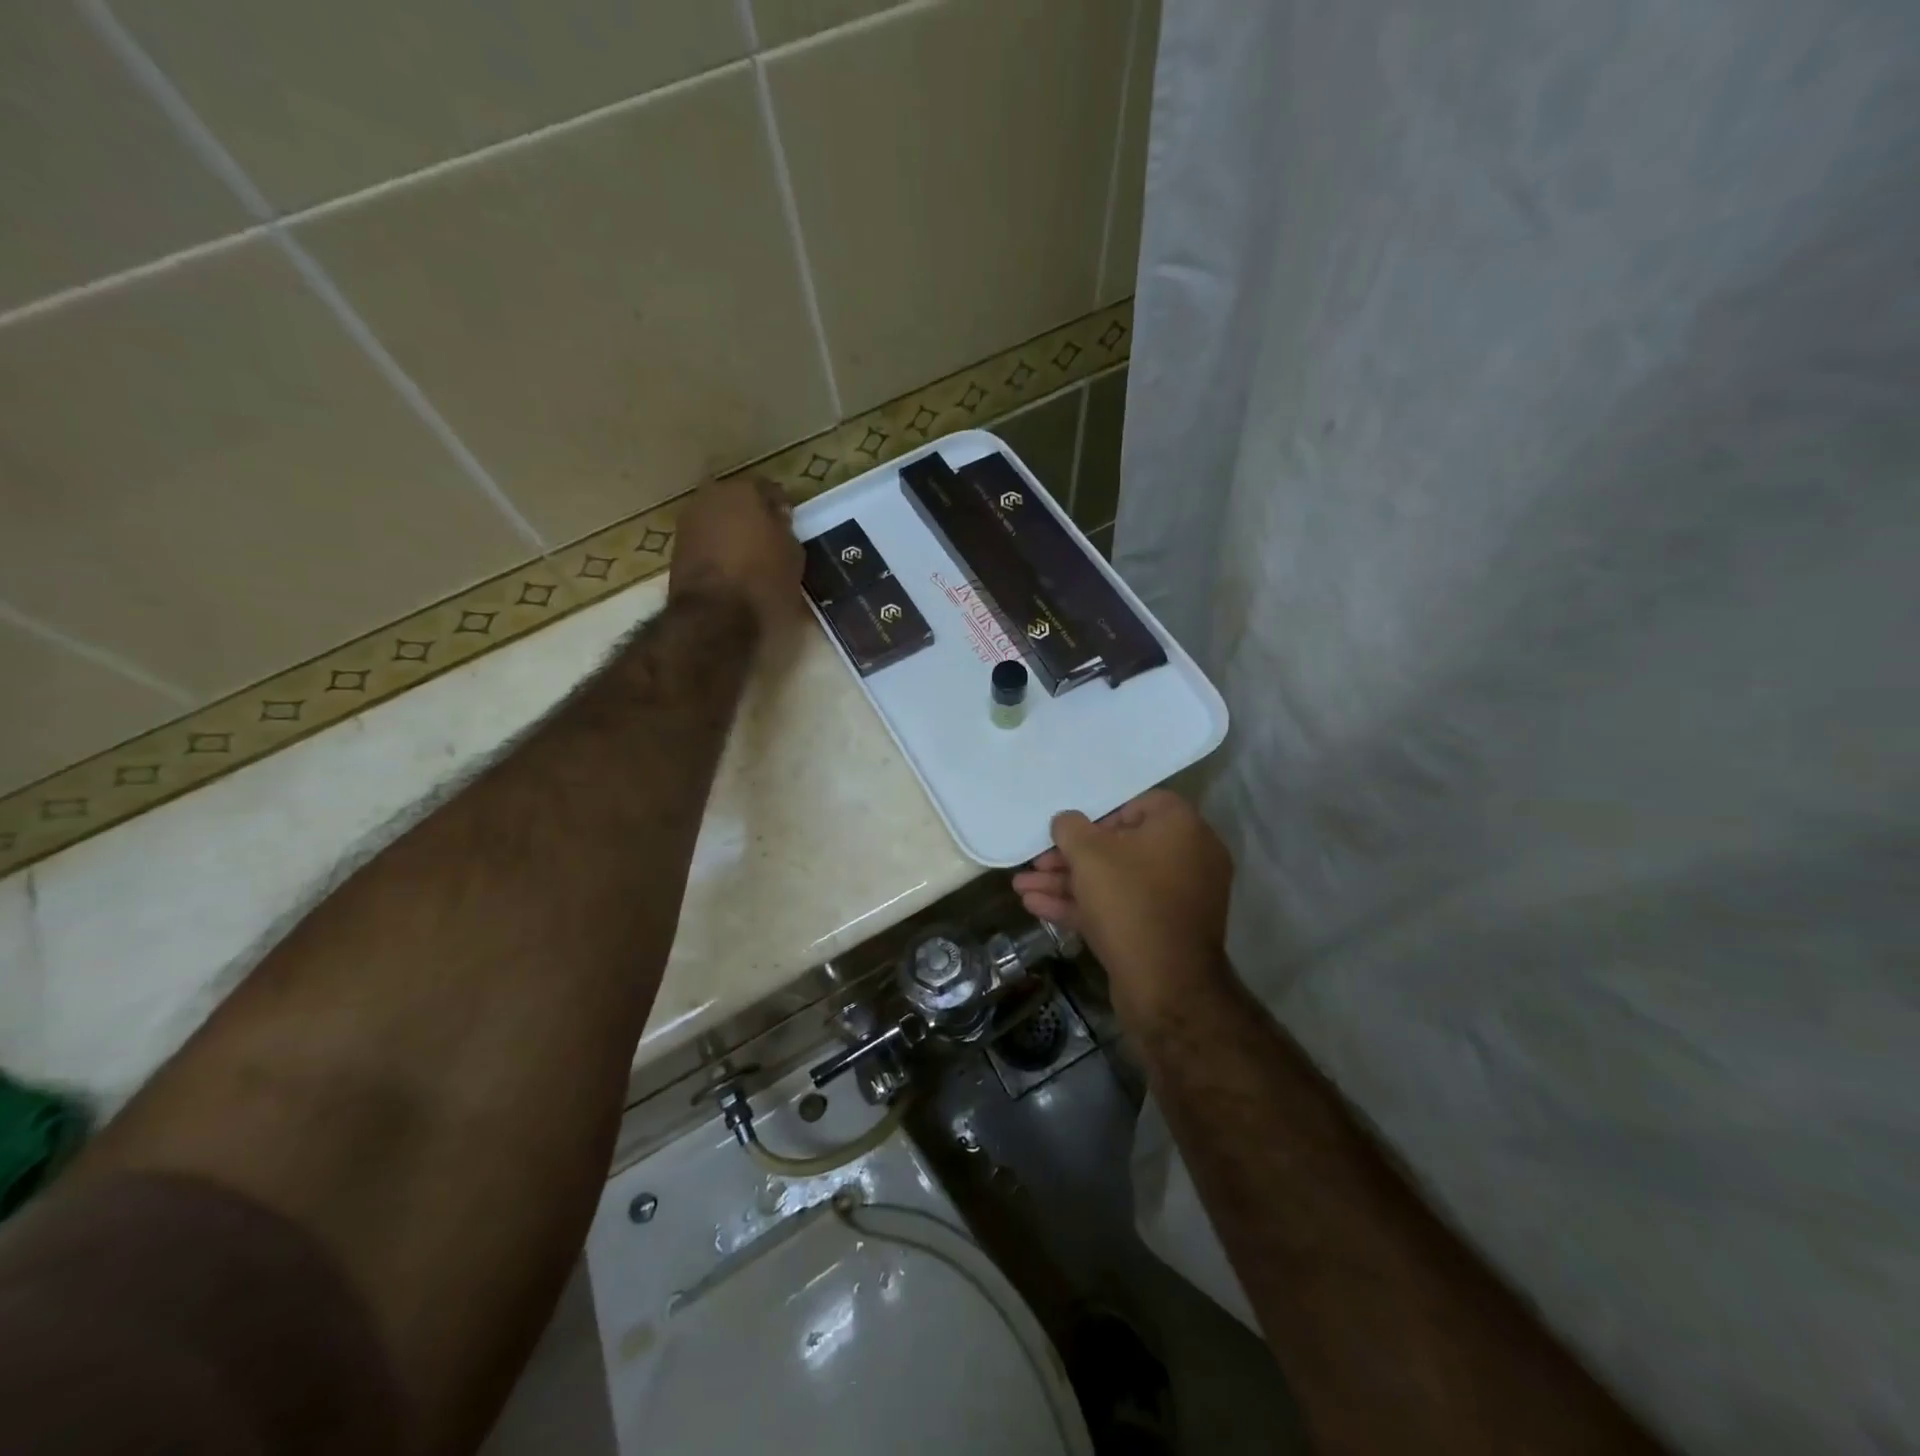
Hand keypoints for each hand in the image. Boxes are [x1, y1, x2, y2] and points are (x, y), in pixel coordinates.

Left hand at [669, 476, 803, 637]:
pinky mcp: (676, 548)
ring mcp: (689, 521)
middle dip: (752, 516)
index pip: (769, 489)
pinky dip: (717, 550)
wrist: (715, 617)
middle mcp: (711, 496)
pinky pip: (705, 541)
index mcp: (744, 491)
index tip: (789, 525)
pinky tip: (731, 570)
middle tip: (769, 540)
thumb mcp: (793, 557)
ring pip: (718, 520)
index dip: (781, 508)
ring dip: (731, 533)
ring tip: (749, 558)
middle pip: (738, 501)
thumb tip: (776, 520)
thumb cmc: (763, 582)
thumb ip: (785, 530)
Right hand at [1013, 790, 1232, 1028]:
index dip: (1099, 815)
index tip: (1072, 832)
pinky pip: (1121, 907)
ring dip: (1068, 883)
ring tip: (1021, 887)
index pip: (1138, 805)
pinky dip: (1084, 905)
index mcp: (1182, 828)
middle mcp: (1187, 858)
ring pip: (1115, 881)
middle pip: (1120, 847)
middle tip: (1036, 863)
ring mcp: (1176, 898)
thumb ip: (1071, 828)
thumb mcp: (1089, 855)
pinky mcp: (1162, 931)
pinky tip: (1036, 907)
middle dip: (1070, 857)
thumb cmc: (1129, 902)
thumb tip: (1066, 821)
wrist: (1165, 985)